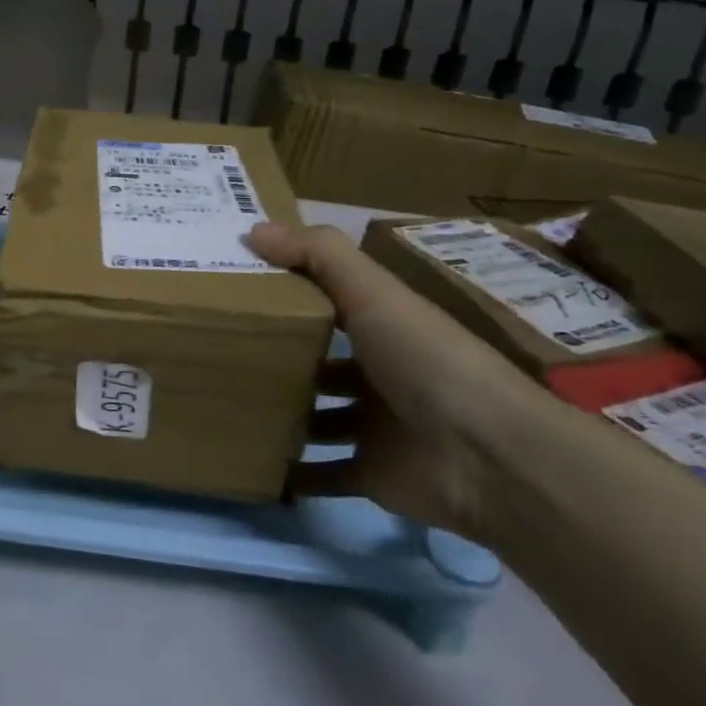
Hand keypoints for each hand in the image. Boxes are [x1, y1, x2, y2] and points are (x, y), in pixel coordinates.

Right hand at [247, 223, 545, 540]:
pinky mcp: (371, 475)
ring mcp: (376, 428)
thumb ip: (318, 255)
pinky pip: (322, 474)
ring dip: (282, 416)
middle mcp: (381, 374)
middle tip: (219, 355)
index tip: (237, 291)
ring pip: (318, 418)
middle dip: (279, 360)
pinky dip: (292, 476)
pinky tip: (252, 466)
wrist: (487, 457)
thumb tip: (252, 230)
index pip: (331, 304)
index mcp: (385, 328)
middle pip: (320, 363)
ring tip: (226, 407)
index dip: (290, 295)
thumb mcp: (373, 293)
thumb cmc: (426, 361)